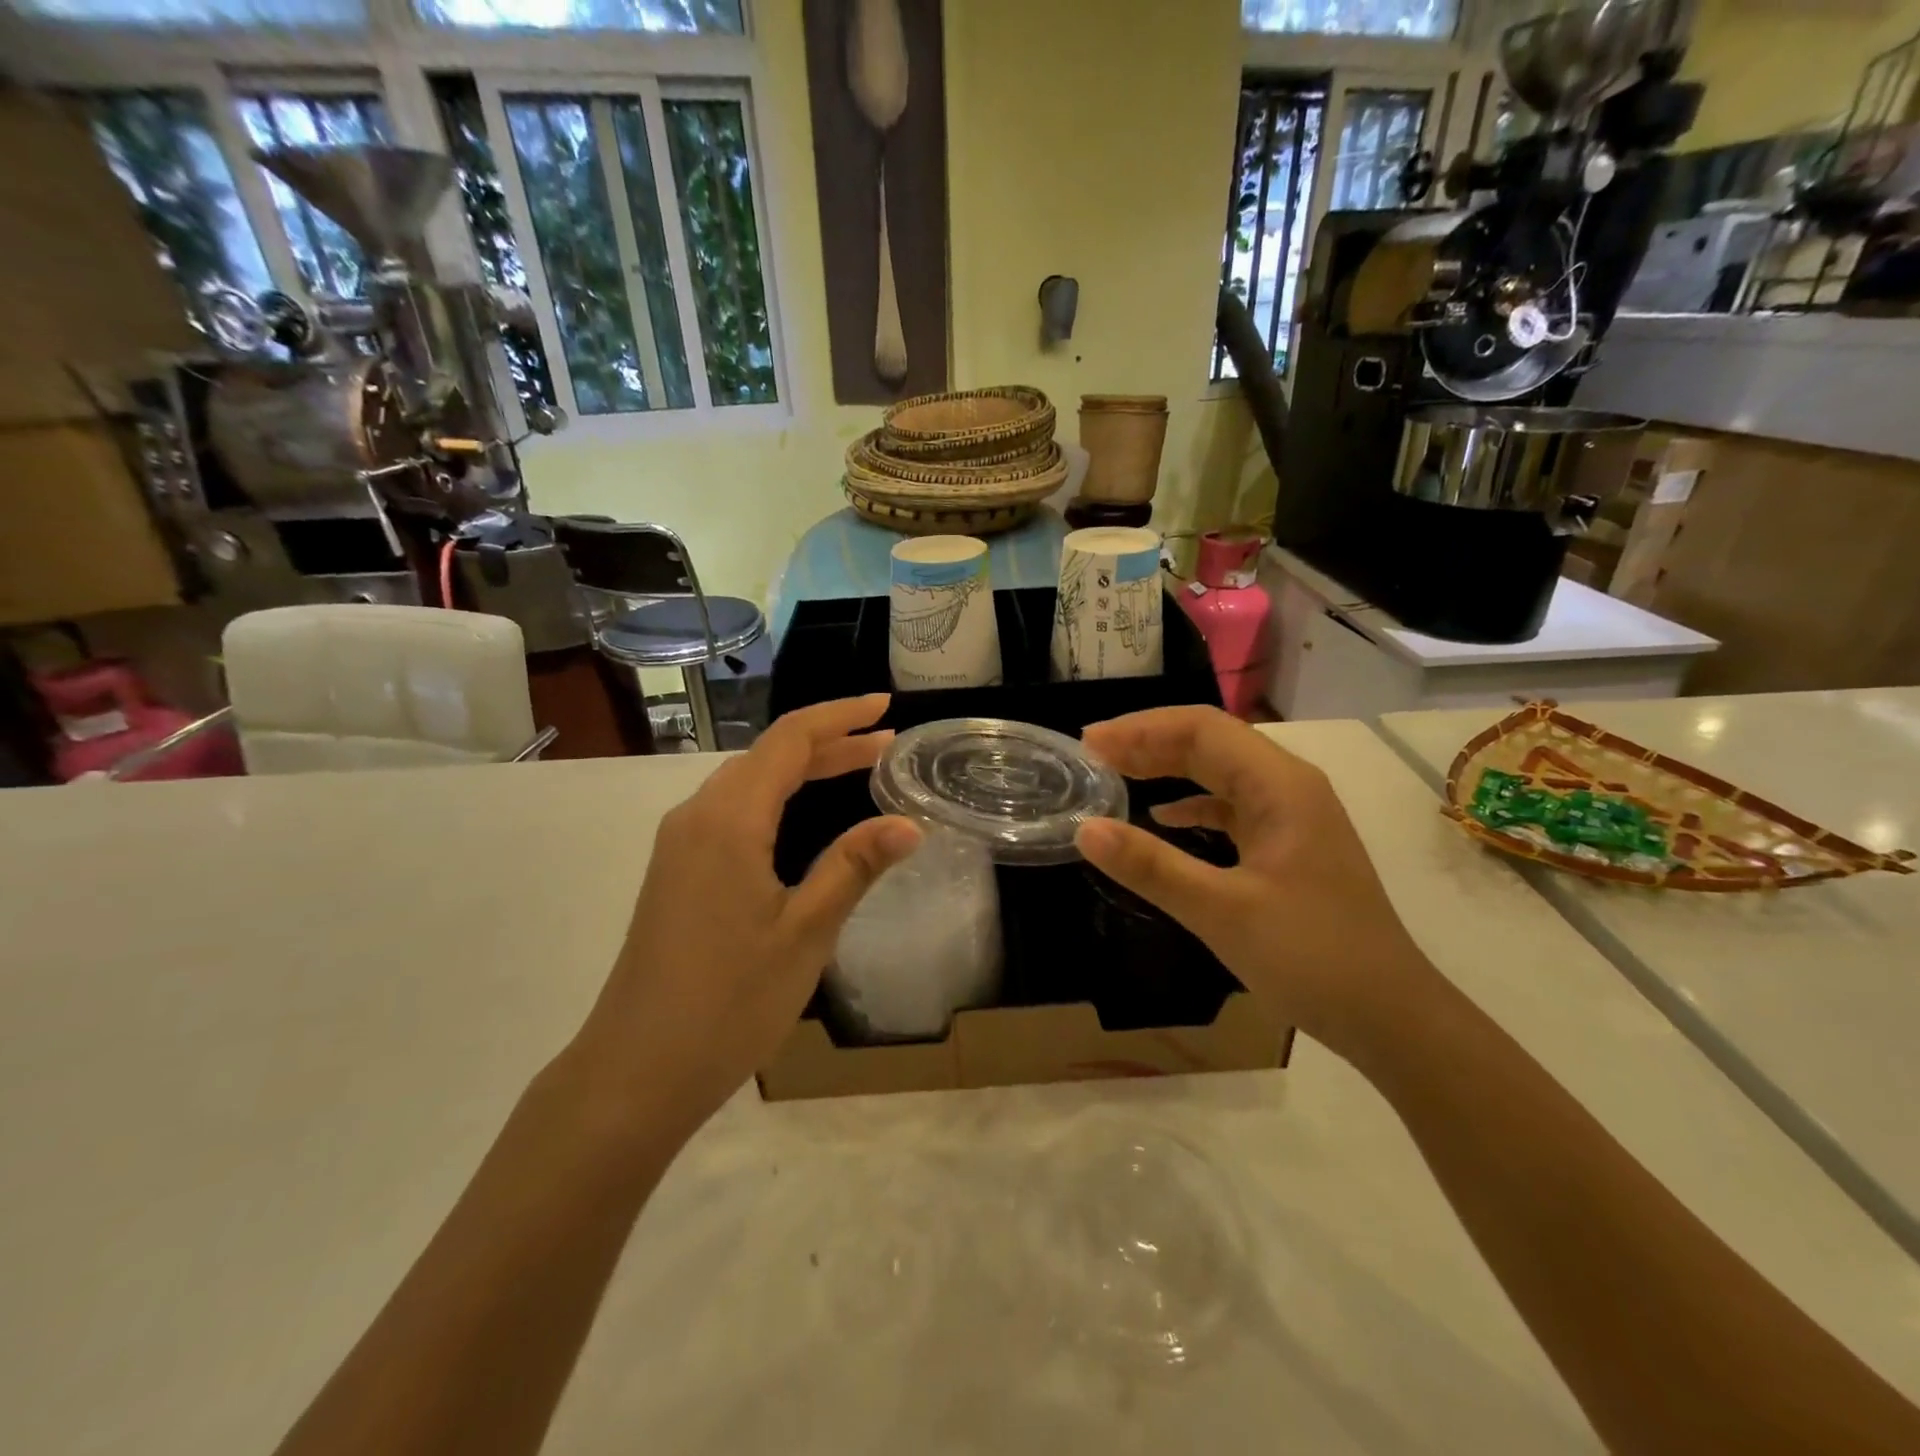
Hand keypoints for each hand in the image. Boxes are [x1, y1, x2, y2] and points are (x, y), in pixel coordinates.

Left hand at [567, 695, 920, 1137]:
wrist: (635, 1070)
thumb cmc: (728, 1002)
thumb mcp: (805, 933)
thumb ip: (854, 867)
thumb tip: (909, 823)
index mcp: (729, 819)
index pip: (790, 740)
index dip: (840, 717)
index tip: (886, 707)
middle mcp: (697, 816)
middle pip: (769, 755)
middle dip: (829, 742)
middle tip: (886, 745)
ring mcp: (680, 843)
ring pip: (748, 782)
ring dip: (802, 769)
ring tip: (857, 770)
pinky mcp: (676, 870)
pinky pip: (732, 810)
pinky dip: (776, 797)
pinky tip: (800, 817)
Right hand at [1077, 706, 1436, 1058]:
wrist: (1390, 1016)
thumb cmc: (1312, 958)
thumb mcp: (1222, 912)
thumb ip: (1151, 867)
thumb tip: (1084, 829)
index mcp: (1280, 785)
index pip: (1202, 729)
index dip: (1141, 729)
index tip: (1090, 743)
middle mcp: (1288, 786)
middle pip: (1211, 742)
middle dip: (1149, 743)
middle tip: (1092, 756)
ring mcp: (1292, 815)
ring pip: (1220, 772)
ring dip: (1168, 768)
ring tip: (1116, 774)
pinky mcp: (1288, 844)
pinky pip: (1231, 806)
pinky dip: (1192, 804)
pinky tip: (1163, 816)